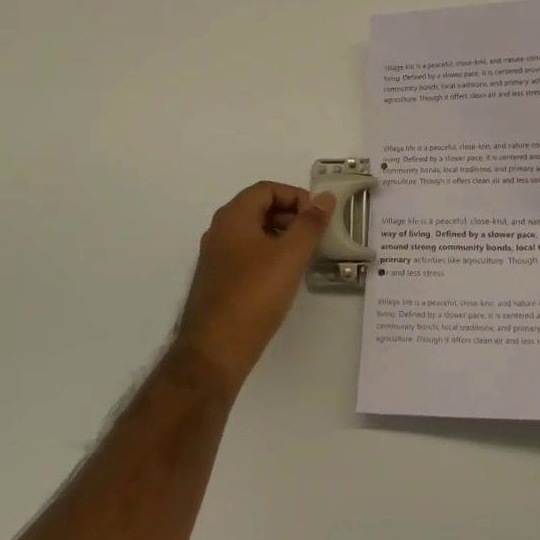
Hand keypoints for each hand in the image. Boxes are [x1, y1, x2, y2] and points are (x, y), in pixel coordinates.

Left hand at [175, 181, 333, 387]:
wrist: (214, 350)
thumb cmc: (254, 295)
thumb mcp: (290, 256)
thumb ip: (310, 223)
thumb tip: (325, 197)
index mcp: (233, 217)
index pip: (267, 189)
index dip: (296, 196)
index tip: (318, 217)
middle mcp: (220, 230)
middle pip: (259, 208)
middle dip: (290, 216)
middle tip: (316, 236)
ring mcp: (216, 256)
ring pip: (253, 233)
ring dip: (281, 236)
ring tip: (304, 257)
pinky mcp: (217, 280)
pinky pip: (246, 254)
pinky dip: (268, 255)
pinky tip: (283, 278)